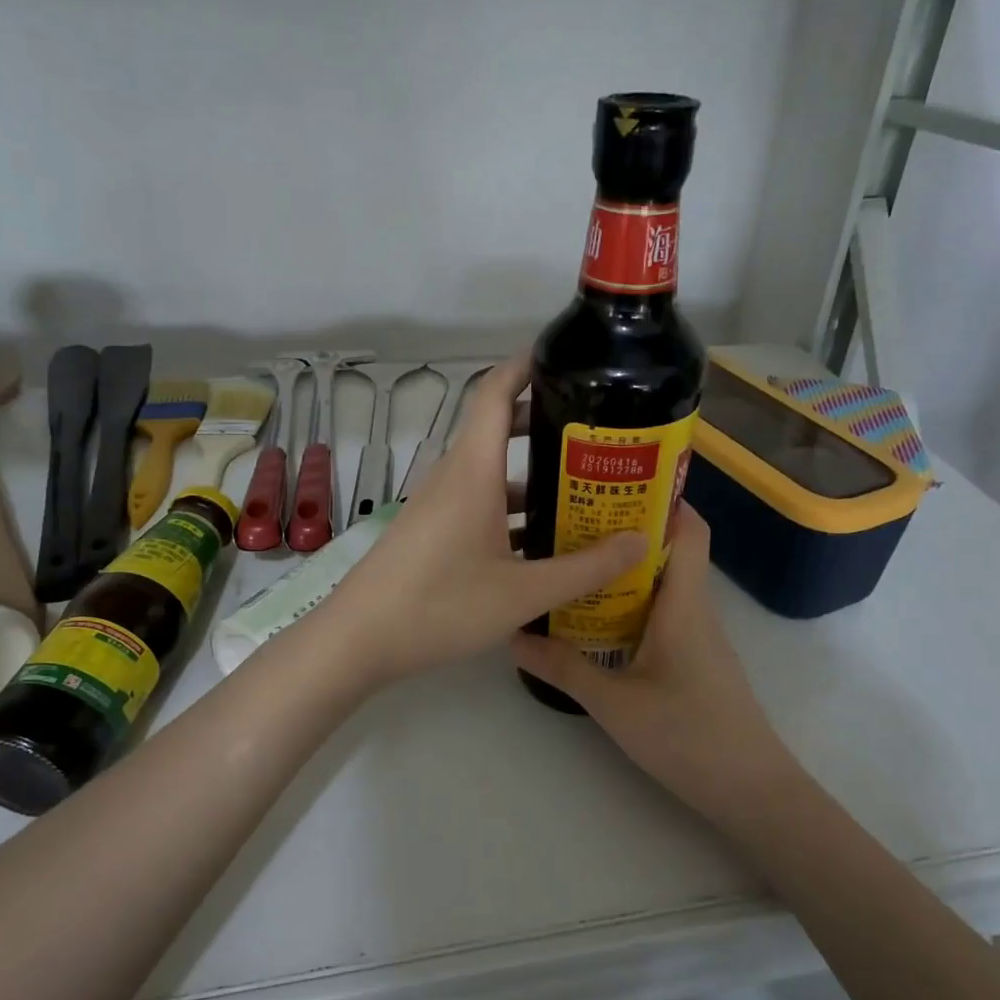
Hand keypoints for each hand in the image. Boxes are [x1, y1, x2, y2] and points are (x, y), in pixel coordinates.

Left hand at [315, 352, 645, 686]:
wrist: (357, 641)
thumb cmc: (441, 607)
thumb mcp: (523, 593)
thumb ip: (585, 568)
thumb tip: (642, 542)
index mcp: (472, 471)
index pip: (494, 392)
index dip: (527, 365)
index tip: (567, 358)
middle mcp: (453, 477)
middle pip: (498, 429)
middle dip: (545, 423)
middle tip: (597, 435)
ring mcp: (437, 505)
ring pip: (490, 473)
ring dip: (532, 476)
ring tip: (582, 490)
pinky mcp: (430, 531)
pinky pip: (477, 504)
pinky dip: (511, 509)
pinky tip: (542, 543)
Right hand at [509, 504, 794, 826]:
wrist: (751, 791)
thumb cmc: (688, 736)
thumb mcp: (614, 703)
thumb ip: (564, 668)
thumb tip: (514, 637)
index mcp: (684, 602)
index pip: (688, 528)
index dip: (662, 497)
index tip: (613, 485)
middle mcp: (695, 608)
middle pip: (670, 549)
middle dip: (626, 529)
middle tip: (572, 521)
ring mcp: (698, 635)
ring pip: (663, 582)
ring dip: (626, 568)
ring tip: (574, 561)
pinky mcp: (694, 658)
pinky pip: (662, 611)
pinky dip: (632, 601)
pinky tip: (595, 616)